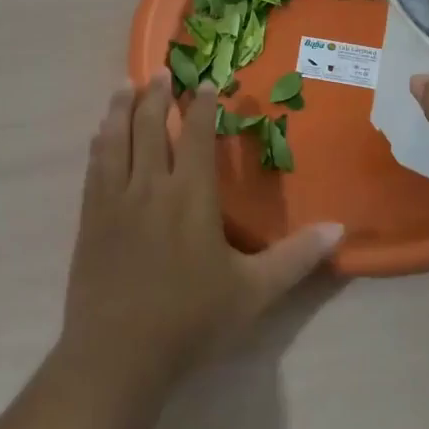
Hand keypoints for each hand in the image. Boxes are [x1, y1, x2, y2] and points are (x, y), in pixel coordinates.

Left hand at [59, 77, 341, 389]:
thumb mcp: (253, 293)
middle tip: (161, 72)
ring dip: (122, 108)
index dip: (202, 106)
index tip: (206, 83)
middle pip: (152, 126)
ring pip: (117, 138)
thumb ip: (296, 258)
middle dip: (158, 95)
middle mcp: (151, 186)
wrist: (117, 356)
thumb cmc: (190, 321)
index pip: (197, 135)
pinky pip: (94, 166)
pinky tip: (99, 134)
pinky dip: (100, 142)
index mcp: (191, 195)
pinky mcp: (89, 218)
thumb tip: (339, 229)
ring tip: (126, 86)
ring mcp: (114, 200)